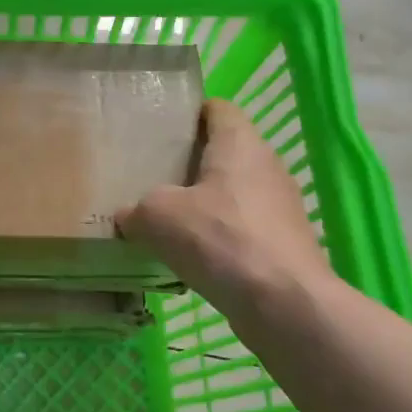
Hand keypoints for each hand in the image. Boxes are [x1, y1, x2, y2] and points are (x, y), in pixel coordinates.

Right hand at [116, 98, 335, 318]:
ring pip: (233, 191)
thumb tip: (127, 216)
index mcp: (240, 143)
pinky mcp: (283, 241)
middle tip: (151, 174)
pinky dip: (219, 235)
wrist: (284, 303)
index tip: (158, 129)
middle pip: (224, 151)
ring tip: (167, 217)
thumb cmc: (220, 239)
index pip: (216, 108)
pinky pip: (242, 226)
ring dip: (204, 202)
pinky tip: (192, 255)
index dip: (188, 113)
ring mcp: (280, 205)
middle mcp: (266, 165)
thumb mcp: (157, 217)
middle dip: (190, 161)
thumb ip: (136, 209)